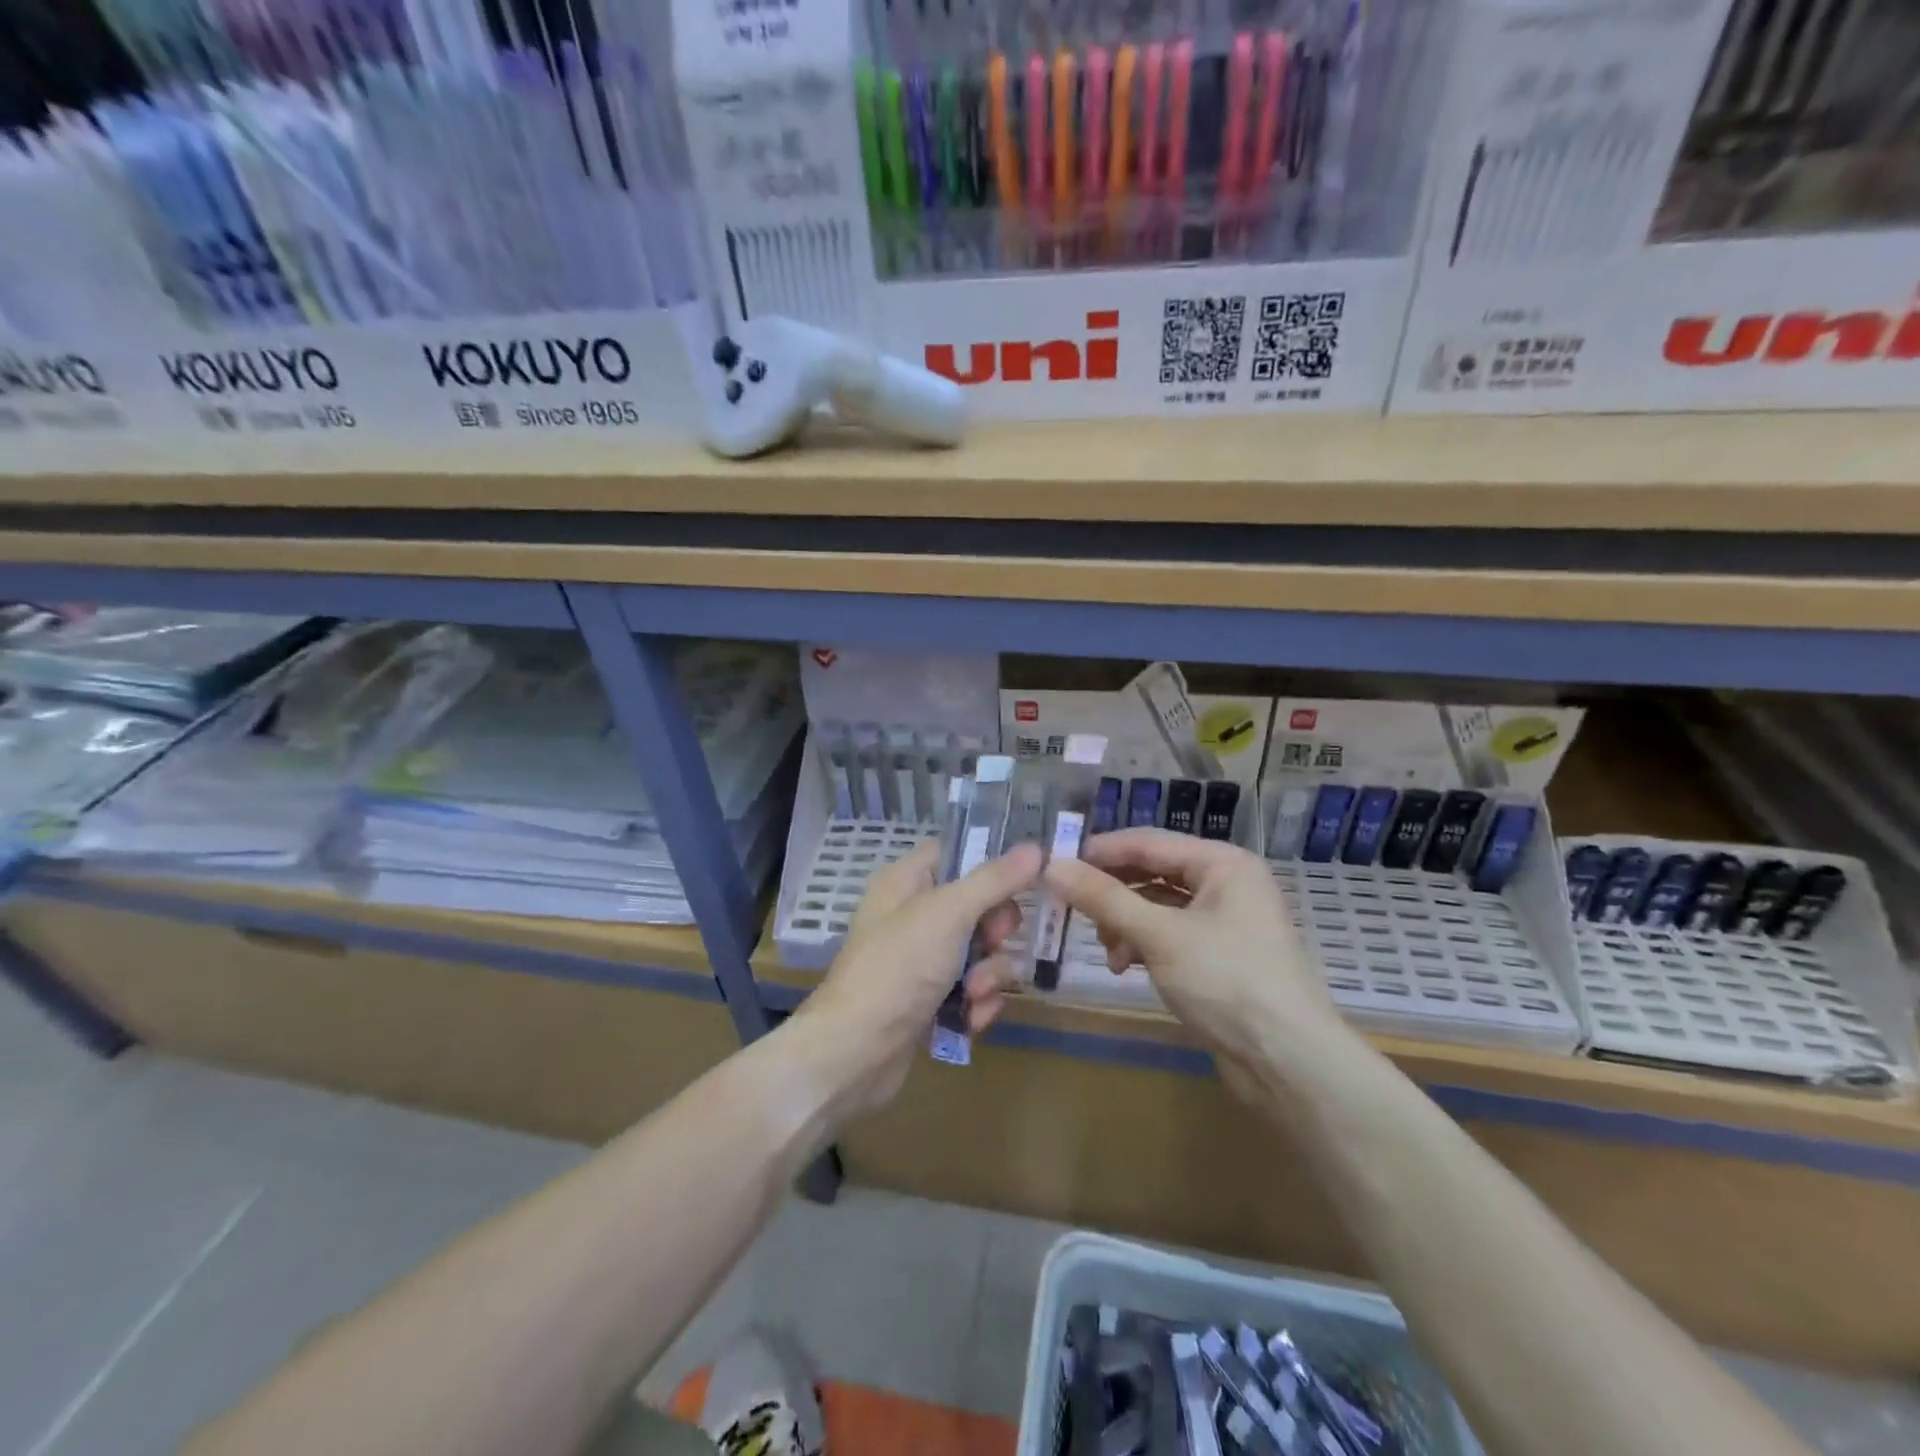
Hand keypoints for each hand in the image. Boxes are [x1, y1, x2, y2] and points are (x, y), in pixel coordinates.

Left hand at [796, 840, 1042, 1116]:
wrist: (855, 1052)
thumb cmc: (898, 967)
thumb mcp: (948, 914)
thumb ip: (994, 880)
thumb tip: (1035, 847)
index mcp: (906, 882)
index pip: (956, 853)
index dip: (991, 862)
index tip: (1028, 874)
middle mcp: (912, 916)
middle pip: (977, 906)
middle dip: (995, 930)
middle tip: (994, 941)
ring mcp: (920, 961)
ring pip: (980, 952)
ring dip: (989, 974)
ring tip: (974, 993)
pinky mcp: (929, 1001)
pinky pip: (971, 990)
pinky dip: (977, 1003)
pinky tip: (971, 1020)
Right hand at [1043, 829, 1348, 1071]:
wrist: (1289, 1063)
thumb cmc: (1228, 982)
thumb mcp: (1159, 936)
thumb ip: (1104, 898)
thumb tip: (1052, 866)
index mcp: (1223, 863)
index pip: (1148, 842)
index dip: (1101, 852)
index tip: (1056, 866)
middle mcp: (1225, 883)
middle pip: (1152, 873)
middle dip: (1113, 894)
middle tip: (1073, 911)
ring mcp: (1224, 921)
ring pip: (1156, 907)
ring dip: (1125, 924)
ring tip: (1109, 951)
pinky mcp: (1217, 956)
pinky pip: (1168, 934)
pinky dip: (1143, 945)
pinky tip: (1127, 968)